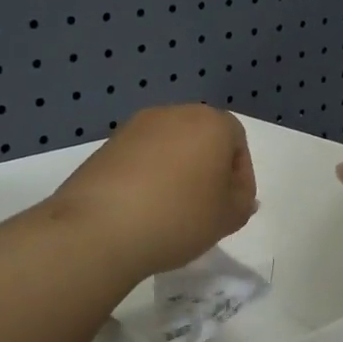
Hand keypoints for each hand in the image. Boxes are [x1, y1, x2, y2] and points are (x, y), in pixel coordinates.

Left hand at [45, 104, 256, 280]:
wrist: (100, 227)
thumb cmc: (179, 216)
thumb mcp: (227, 218)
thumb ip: (242, 202)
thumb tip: (238, 195)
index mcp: (211, 122)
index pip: (237, 142)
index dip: (241, 177)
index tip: (233, 207)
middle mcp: (174, 114)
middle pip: (202, 139)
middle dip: (208, 170)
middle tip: (206, 208)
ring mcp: (136, 127)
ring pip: (170, 147)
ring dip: (177, 172)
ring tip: (173, 211)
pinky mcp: (107, 146)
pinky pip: (141, 158)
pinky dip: (148, 177)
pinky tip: (144, 209)